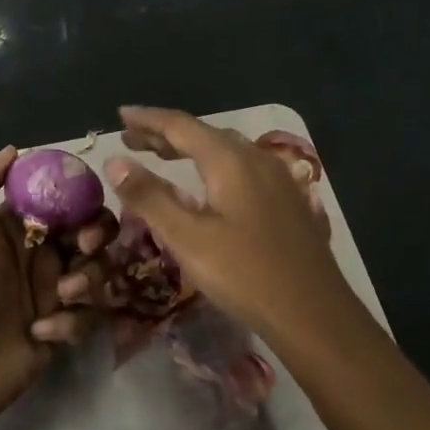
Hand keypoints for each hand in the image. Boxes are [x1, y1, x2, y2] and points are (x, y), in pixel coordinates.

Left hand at [0, 147, 104, 429]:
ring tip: (60, 299)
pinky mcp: (64, 328)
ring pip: (98, 271)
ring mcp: (55, 292)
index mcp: (19, 227)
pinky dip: (71, 323)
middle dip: (97, 237)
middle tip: (84, 249)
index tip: (84, 206)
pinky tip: (41, 333)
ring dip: (87, 281)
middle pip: (93, 231)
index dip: (81, 197)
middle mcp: (42, 254)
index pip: (65, 198)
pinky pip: (89, 315)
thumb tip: (14, 149)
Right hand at [101, 106, 359, 347]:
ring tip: (160, 156)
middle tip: (131, 139)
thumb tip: (114, 161)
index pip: (180, 125)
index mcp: (230, 160)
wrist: (315, 314)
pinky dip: (213, 165)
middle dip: (165, 134)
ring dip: (190, 149)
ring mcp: (276, 177)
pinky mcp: (286, 199)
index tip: (120, 115)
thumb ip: (150, 197)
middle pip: (203, 134)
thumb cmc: (246, 275)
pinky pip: (241, 167)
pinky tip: (207, 186)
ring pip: (225, 150)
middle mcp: (255, 158)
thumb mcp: (188, 239)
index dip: (148, 119)